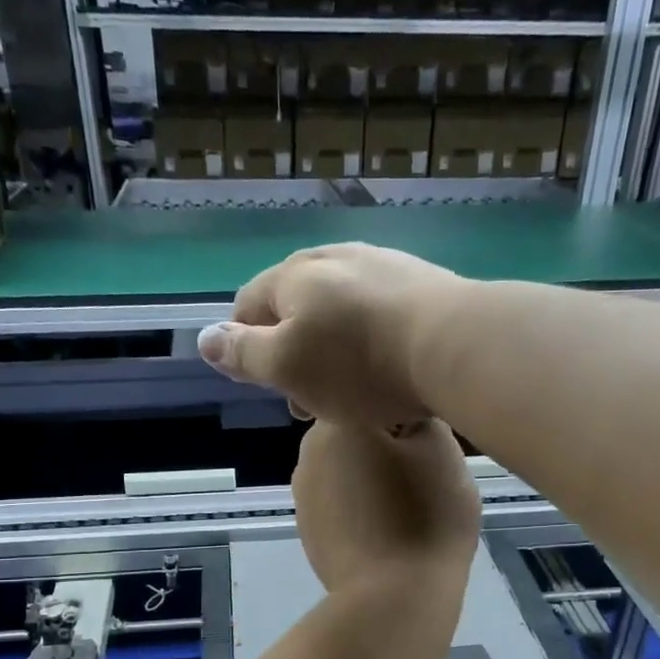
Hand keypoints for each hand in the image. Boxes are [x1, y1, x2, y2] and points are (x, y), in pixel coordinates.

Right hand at [197, 243, 475, 427]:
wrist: (455, 345)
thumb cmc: (359, 363)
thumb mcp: (287, 367)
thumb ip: (243, 353)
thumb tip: (204, 338)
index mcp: (294, 275)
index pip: (248, 304)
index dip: (246, 345)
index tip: (263, 385)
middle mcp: (334, 258)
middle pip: (297, 307)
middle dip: (294, 354)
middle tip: (308, 401)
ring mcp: (382, 265)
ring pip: (340, 312)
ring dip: (333, 350)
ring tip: (349, 393)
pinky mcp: (423, 282)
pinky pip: (379, 314)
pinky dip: (371, 342)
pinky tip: (388, 369)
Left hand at [292, 420, 479, 595]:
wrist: (392, 599)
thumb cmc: (424, 517)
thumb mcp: (442, 451)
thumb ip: (422, 417)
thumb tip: (406, 417)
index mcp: (338, 423)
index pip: (378, 398)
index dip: (410, 419)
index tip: (431, 445)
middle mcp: (308, 452)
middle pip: (359, 435)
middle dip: (389, 448)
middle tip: (426, 477)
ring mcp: (303, 495)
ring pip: (350, 470)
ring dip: (374, 478)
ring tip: (407, 509)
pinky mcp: (307, 531)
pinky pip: (342, 505)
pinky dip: (362, 509)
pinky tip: (385, 532)